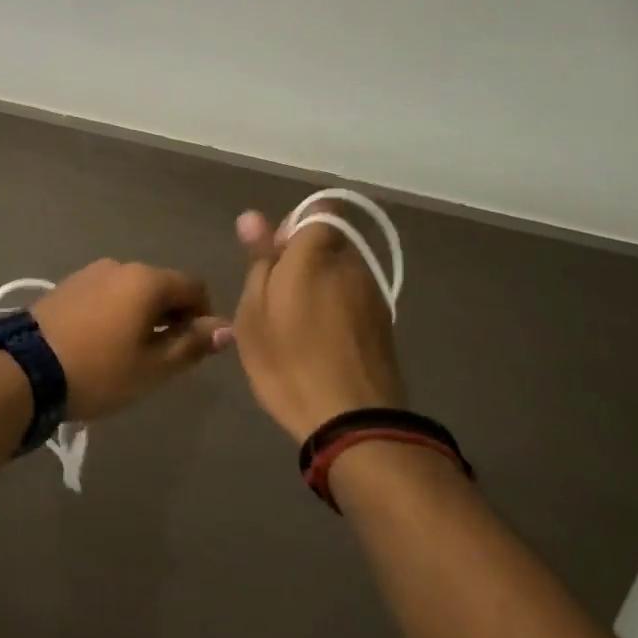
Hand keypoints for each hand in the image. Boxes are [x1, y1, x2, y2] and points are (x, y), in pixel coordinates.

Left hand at [32, 260, 230, 420]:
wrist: (25, 370)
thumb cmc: (99, 370)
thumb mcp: (153, 368)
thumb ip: (192, 345)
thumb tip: (226, 328)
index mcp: (147, 280)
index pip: (194, 287)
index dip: (203, 316)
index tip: (194, 348)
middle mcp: (121, 266)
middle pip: (162, 286)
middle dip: (172, 316)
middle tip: (163, 357)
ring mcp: (90, 272)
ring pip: (132, 291)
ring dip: (142, 315)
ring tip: (129, 354)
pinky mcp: (67, 285)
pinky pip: (106, 294)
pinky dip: (116, 313)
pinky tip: (102, 343)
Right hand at [230, 207, 406, 443]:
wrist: (355, 423)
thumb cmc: (290, 363)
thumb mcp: (255, 314)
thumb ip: (259, 261)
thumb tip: (253, 217)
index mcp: (316, 254)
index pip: (316, 213)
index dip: (294, 227)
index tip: (274, 256)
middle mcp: (351, 263)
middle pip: (328, 243)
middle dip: (304, 259)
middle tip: (276, 297)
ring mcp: (373, 293)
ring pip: (341, 272)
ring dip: (321, 286)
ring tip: (296, 325)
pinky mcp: (384, 323)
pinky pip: (354, 299)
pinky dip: (337, 310)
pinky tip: (320, 342)